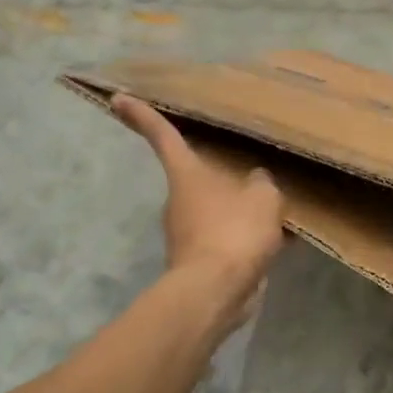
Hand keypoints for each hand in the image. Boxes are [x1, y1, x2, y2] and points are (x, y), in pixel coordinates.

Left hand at [112, 95, 284, 309]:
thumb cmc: (233, 233)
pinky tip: (274, 241)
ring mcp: (187, 232)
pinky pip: (226, 238)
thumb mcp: (263, 198)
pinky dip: (245, 237)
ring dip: (238, 210)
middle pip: (197, 176)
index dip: (143, 115)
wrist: (216, 292)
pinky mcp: (200, 259)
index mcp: (187, 174)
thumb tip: (256, 181)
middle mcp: (180, 200)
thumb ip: (262, 183)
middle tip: (249, 169)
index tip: (119, 99)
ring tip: (273, 210)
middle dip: (220, 175)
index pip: (163, 136)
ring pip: (216, 209)